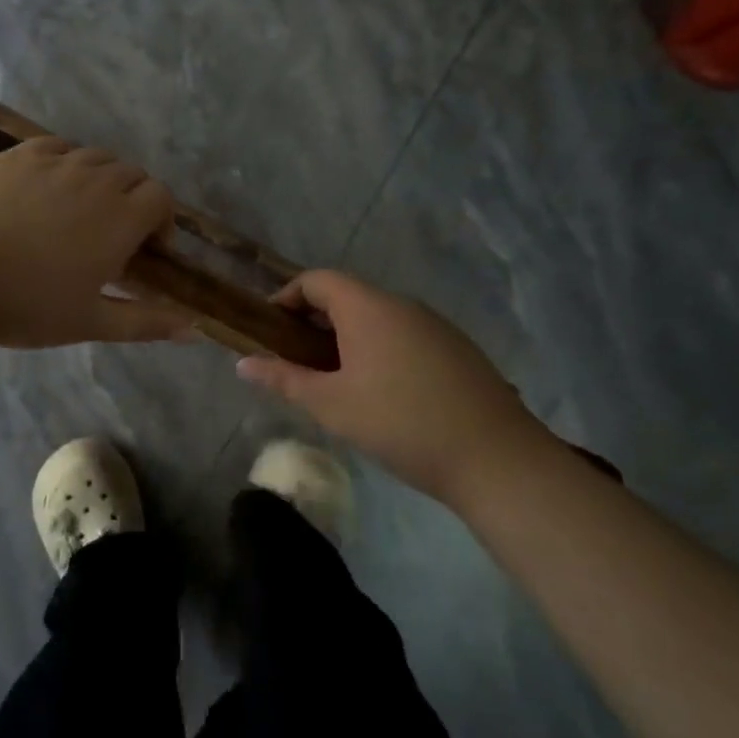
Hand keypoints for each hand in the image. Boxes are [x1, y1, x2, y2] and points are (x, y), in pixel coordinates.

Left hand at [0, 137, 192, 347]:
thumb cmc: (23, 304)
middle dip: (134, 200)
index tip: (146, 250)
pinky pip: (58, 148)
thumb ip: (146, 322)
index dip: (162, 220)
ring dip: (102, 181)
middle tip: (111, 237)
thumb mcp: (89, 322)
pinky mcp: (19, 155)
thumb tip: (196, 331)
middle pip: (132, 174)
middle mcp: (96, 179)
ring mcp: (55, 162)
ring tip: (79, 213)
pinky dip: (67, 164)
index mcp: (120, 218)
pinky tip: (48, 189)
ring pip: (96, 158)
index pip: (161, 196)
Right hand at [237, 270, 555, 505]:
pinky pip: (405, 335)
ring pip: (378, 318)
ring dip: (348, 338)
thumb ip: (284, 380)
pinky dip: (380, 349)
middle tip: (297, 361)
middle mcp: (402, 304)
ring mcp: (435, 325)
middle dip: (315, 322)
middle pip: (348, 296)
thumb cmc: (399, 424)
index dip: (287, 297)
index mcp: (368, 308)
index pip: (317, 280)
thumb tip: (243, 364)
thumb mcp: (331, 405)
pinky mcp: (457, 348)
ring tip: (336, 381)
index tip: (270, 329)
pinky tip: (383, 393)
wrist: (495, 458)